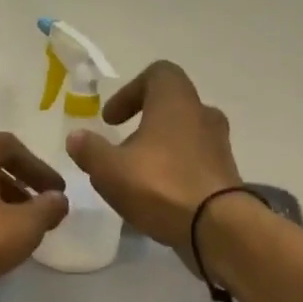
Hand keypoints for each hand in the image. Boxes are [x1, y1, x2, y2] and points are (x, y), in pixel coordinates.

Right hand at [65, 61, 242, 256]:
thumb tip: (76, 137)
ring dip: (161, 150)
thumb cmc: (160, 187)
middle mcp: (203, 114)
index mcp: (175, 100)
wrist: (217, 227)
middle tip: (122, 148)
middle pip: (171, 107)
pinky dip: (176, 171)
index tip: (110, 120)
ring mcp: (219, 145)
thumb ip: (90, 150)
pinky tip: (159, 197)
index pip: (157, 74)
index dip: (130, 92)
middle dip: (144, 124)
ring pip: (185, 136)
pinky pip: (196, 163)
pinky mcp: (225, 175)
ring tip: (138, 177)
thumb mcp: (110, 170)